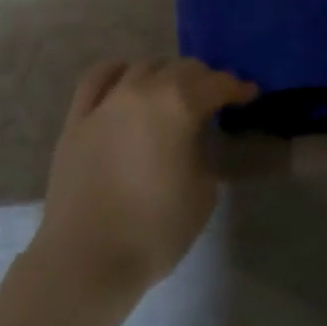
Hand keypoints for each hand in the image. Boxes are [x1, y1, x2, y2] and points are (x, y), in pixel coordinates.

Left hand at [32, 59, 256, 301]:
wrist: (86, 258)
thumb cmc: (154, 229)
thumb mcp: (203, 192)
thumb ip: (204, 153)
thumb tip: (193, 140)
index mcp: (179, 105)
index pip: (217, 84)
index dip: (237, 88)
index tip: (249, 94)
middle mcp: (142, 91)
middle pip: (181, 68)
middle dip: (203, 79)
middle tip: (214, 97)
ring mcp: (106, 102)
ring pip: (142, 67)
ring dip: (165, 74)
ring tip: (172, 91)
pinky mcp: (77, 118)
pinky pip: (97, 78)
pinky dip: (117, 71)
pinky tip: (125, 77)